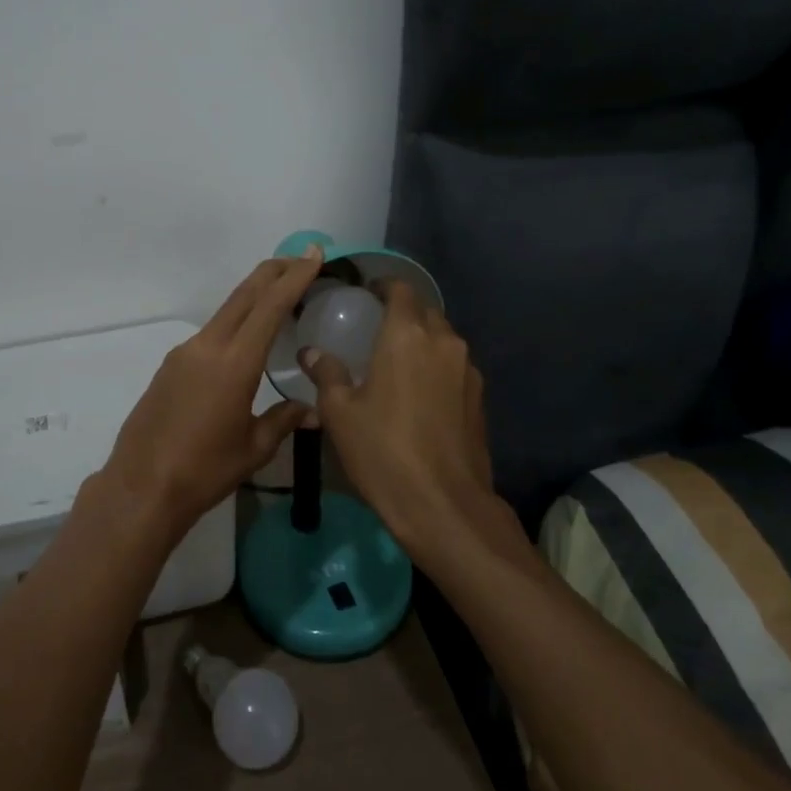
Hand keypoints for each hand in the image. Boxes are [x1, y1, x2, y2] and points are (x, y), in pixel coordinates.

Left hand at [103, 248, 326, 535]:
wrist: (141, 486)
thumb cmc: (204, 470)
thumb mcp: (254, 448)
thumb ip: (284, 420)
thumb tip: (313, 410)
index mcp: (234, 362)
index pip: (270, 306)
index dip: (294, 277)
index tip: (312, 253)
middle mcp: (207, 346)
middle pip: (244, 295)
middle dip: (273, 272)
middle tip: (299, 259)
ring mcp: (184, 354)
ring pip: (225, 312)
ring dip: (252, 298)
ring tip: (278, 299)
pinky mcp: (170, 366)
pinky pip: (209, 334)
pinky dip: (233, 324)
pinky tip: (244, 342)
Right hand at [300, 279, 495, 559]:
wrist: (444, 505)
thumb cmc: (383, 450)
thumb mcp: (339, 413)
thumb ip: (326, 373)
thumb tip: (311, 352)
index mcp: (407, 336)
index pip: (401, 290)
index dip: (383, 285)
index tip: (366, 292)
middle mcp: (443, 342)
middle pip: (425, 311)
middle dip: (403, 311)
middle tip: (376, 326)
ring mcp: (468, 371)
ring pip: (443, 339)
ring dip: (422, 339)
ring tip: (396, 359)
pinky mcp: (479, 399)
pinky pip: (454, 366)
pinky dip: (436, 366)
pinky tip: (418, 391)